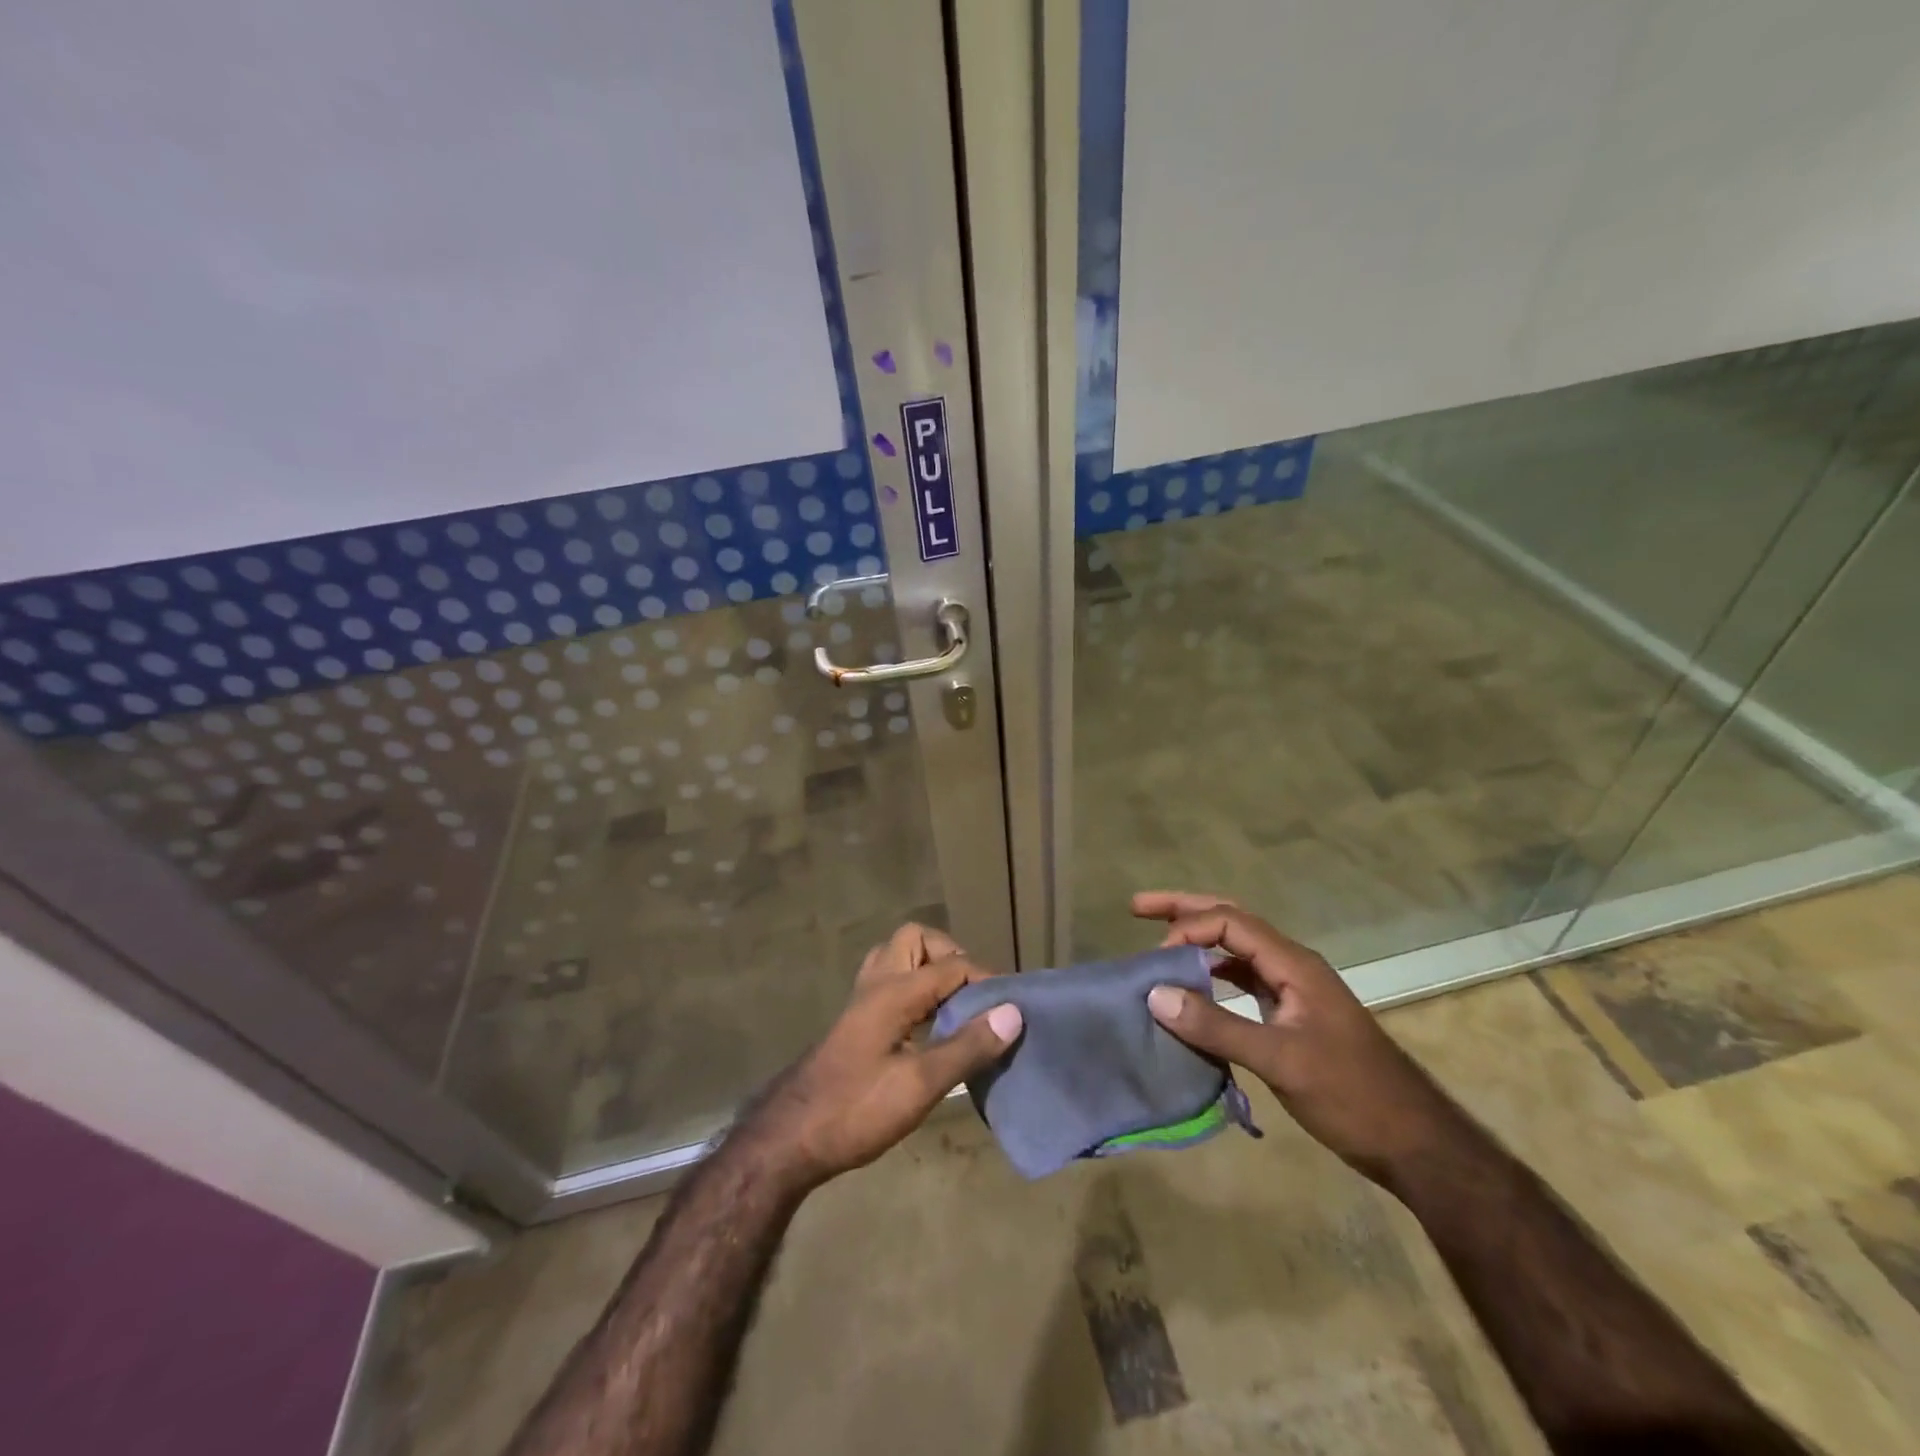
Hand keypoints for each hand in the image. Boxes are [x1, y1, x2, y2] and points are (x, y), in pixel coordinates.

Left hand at [746, 923, 1022, 1190]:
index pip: (952, 964)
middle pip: (916, 939)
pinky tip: (928, 1026)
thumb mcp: (919, 1085)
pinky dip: (915, 989)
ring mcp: (862, 1001)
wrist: (790, 1139)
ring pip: (899, 958)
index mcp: (894, 991)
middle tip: (972, 996)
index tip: (1009, 1009)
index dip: (986, 980)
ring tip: (955, 1007)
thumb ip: (967, 1047)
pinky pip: (891, 982)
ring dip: (930, 970)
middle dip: (950, 957)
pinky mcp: (856, 1022)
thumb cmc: (857, 1110)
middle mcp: (876, 984)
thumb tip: (1012, 1012)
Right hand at [1134, 892, 1456, 1179]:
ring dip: (1199, 942)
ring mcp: (1294, 991)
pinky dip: (1213, 976)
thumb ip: (1217, 1026)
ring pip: (1238, 950)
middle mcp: (1292, 967)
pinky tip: (1194, 991)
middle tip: (1138, 906)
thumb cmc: (1352, 1096)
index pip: (1231, 922)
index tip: (1156, 959)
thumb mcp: (1281, 1060)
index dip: (1189, 928)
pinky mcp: (1292, 1016)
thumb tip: (1155, 994)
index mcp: (1294, 964)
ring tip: (1159, 945)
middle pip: (1233, 921)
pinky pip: (1244, 981)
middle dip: (1185, 910)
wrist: (1415, 1144)